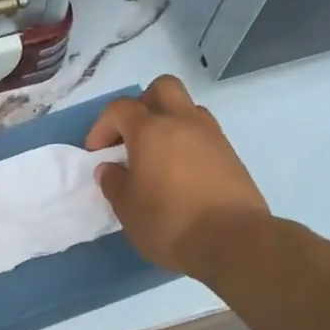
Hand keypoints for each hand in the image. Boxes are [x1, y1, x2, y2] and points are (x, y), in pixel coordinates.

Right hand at [87, 76, 269, 279]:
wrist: (233, 241)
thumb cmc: (169, 222)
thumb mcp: (127, 209)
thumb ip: (114, 183)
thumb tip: (110, 169)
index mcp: (151, 131)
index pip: (120, 109)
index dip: (102, 126)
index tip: (97, 153)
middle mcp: (183, 123)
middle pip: (162, 88)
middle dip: (142, 105)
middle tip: (132, 135)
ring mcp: (212, 136)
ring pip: (187, 108)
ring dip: (169, 122)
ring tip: (158, 155)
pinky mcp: (231, 155)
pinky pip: (204, 134)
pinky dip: (188, 143)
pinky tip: (181, 173)